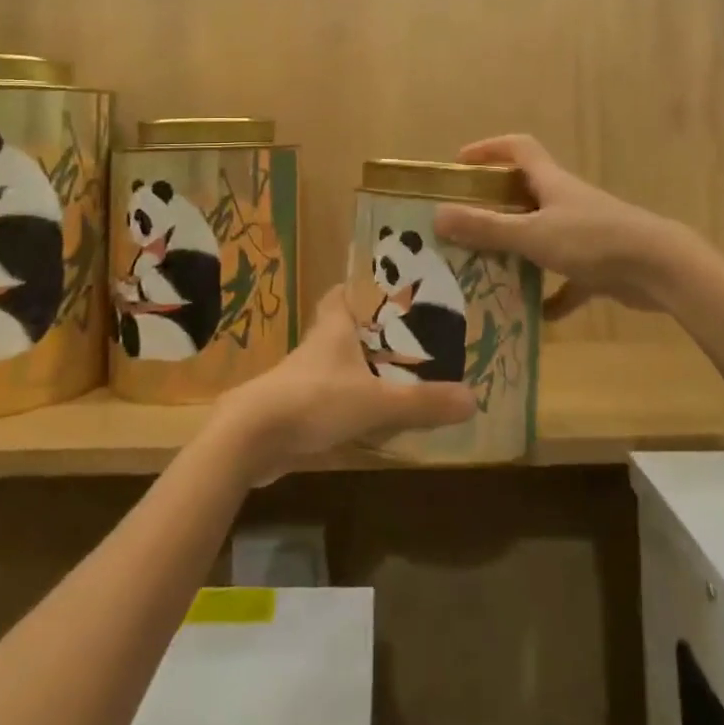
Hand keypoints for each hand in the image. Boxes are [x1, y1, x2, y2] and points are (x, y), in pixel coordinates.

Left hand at [217, 287, 474, 483]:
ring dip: (362, 366)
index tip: (392, 286)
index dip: (365, 286)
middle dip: (371, 329)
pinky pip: (330, 396)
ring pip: (338, 362)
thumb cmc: (314, 400)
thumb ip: (422, 402)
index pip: (345, 292)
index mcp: (335, 327)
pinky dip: (350, 400)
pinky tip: (372, 416)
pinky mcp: (296, 408)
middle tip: (409, 334)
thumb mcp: (376, 402)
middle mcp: (319, 345)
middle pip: (344, 326)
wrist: (250, 438)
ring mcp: (304, 377)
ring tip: (400, 374)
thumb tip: (473, 399)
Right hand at [431, 134, 694, 314]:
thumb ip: (486, 228)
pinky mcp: (600, 264)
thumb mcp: (533, 234)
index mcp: (551, 182)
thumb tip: (437, 216)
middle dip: (496, 204)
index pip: (518, 149)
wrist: (661, 269)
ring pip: (544, 234)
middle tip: (465, 223)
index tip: (461, 164)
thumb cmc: (593, 240)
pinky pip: (568, 279)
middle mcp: (567, 201)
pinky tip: (535, 315)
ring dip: (520, 248)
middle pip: (527, 192)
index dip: (489, 149)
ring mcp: (586, 232)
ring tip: (489, 267)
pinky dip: (552, 294)